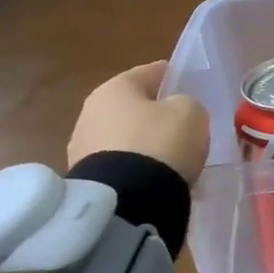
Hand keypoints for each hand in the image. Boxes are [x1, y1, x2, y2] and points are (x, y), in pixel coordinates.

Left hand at [67, 60, 209, 185]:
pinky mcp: (86, 180)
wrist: (127, 200)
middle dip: (155, 113)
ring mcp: (82, 148)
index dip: (173, 76)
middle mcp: (90, 112)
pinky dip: (136, 166)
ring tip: (170, 156)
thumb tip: (174, 111)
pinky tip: (155, 176)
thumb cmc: (161, 142)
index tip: (191, 86)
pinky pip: (120, 164)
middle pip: (133, 106)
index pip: (150, 72)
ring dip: (144, 142)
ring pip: (125, 136)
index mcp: (114, 88)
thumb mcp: (190, 111)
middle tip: (181, 124)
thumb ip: (185, 103)